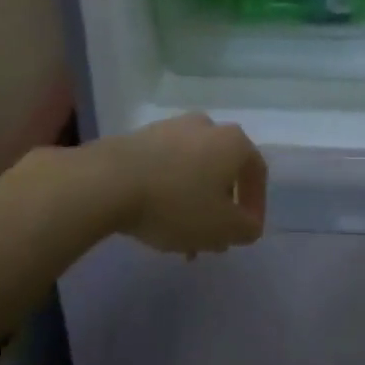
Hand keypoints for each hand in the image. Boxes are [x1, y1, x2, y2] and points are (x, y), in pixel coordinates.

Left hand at [98, 113, 266, 255]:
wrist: (108, 181)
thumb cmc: (176, 204)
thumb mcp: (222, 228)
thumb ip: (246, 229)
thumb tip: (249, 225)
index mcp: (233, 141)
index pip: (257, 172)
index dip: (256, 206)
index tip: (244, 233)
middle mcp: (206, 126)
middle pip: (222, 170)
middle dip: (220, 207)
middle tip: (212, 237)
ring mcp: (170, 127)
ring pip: (192, 169)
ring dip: (193, 201)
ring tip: (181, 236)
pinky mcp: (139, 136)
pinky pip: (165, 166)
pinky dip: (168, 190)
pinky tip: (155, 217)